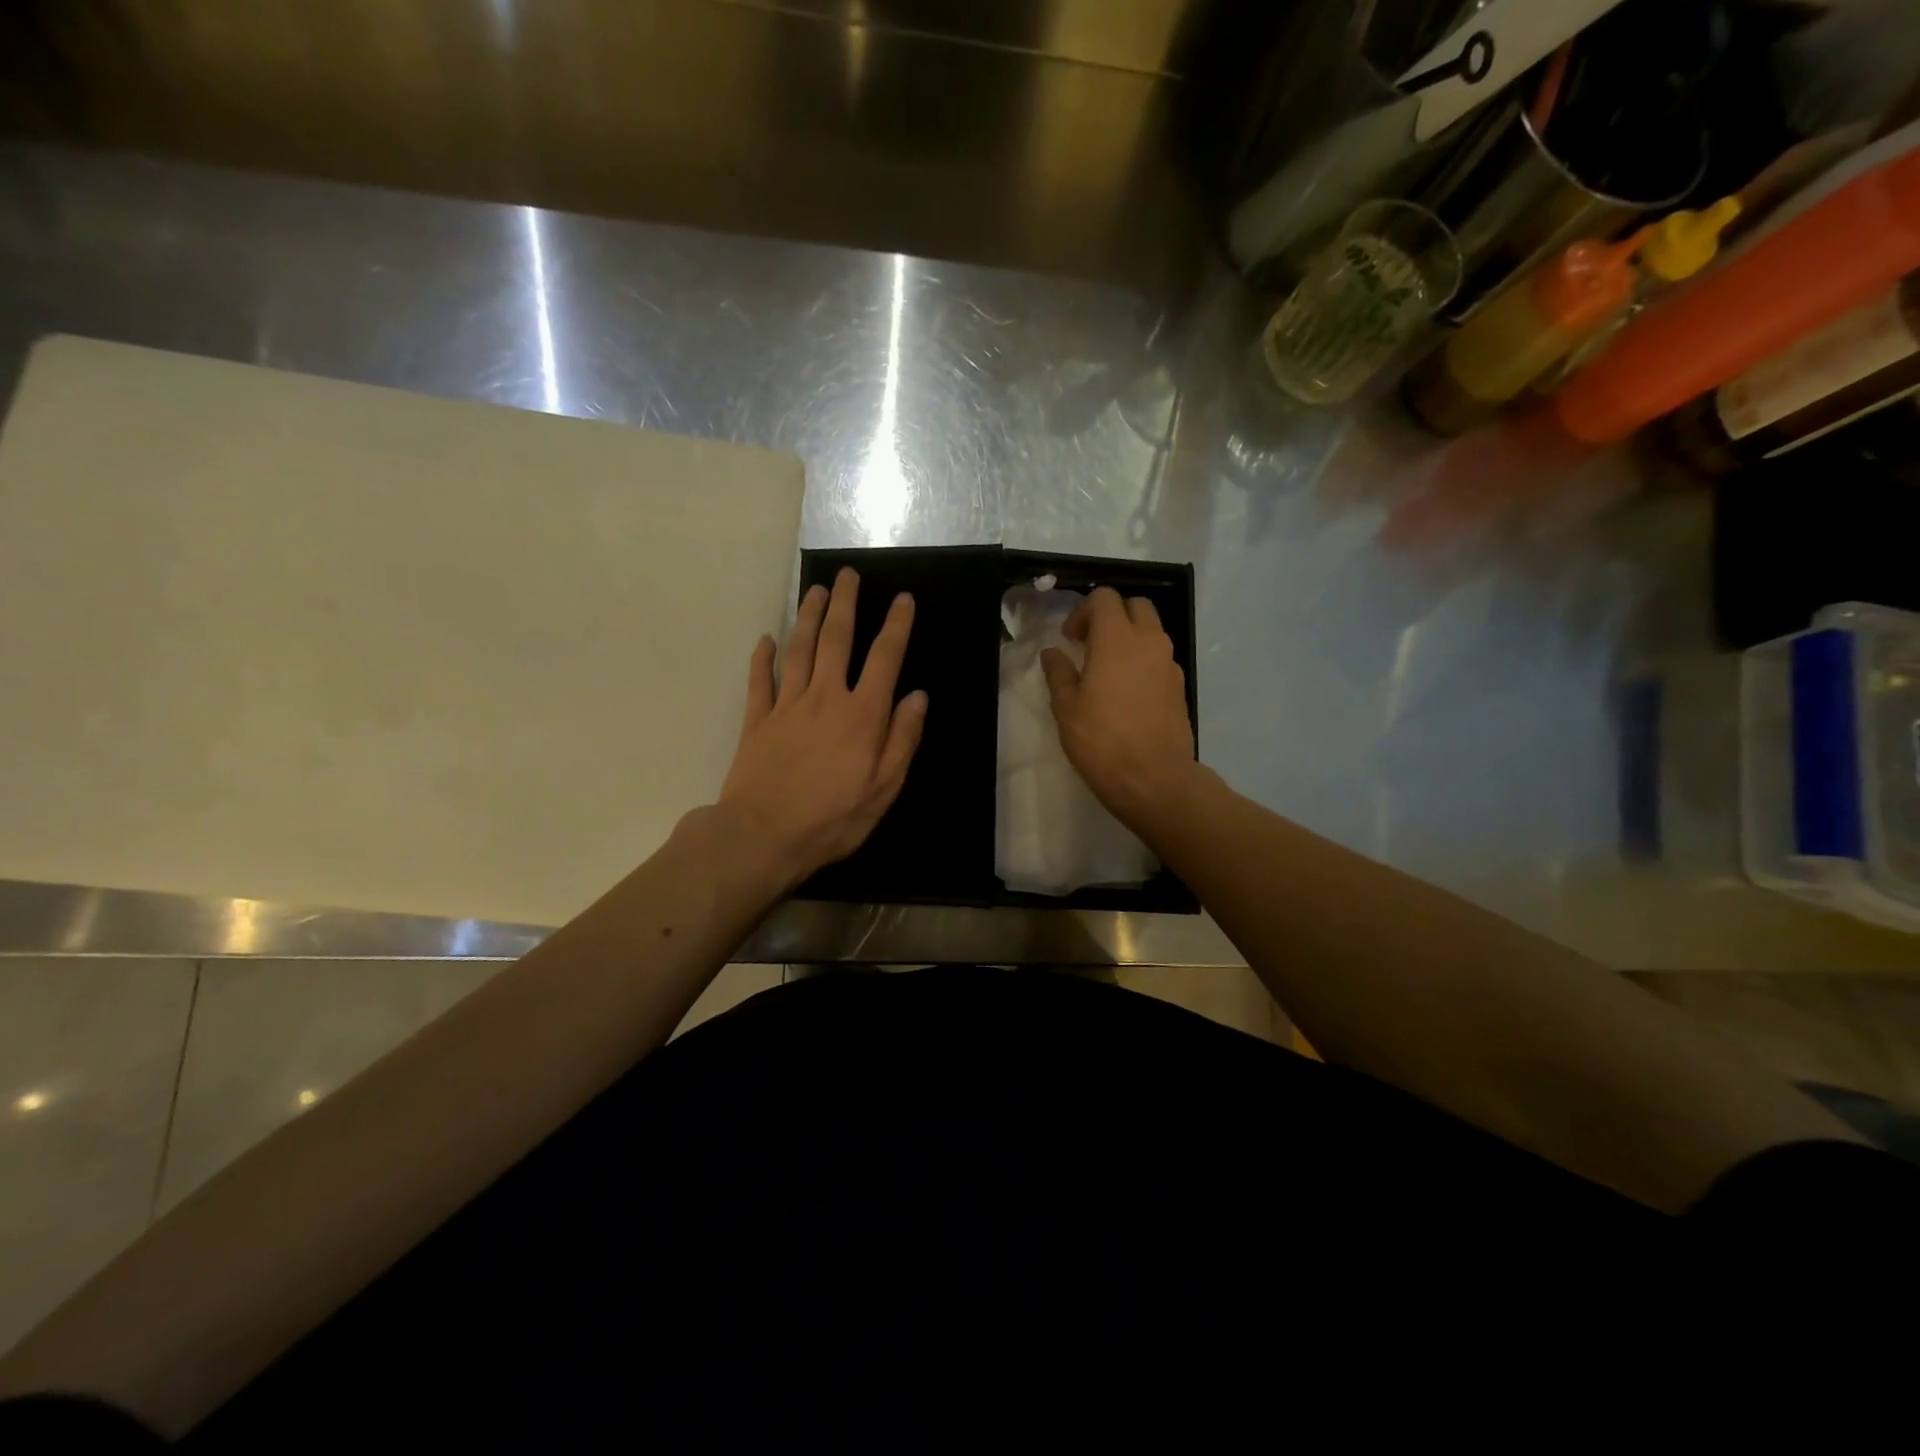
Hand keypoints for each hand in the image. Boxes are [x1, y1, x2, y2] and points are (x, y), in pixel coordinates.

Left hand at [720, 567, 926, 886]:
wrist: (762, 836)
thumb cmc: (832, 818)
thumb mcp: (883, 788)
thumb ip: (902, 739)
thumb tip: (917, 697)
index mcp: (862, 715)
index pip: (884, 658)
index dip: (895, 626)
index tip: (902, 599)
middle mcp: (825, 698)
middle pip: (835, 639)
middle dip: (843, 604)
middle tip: (846, 574)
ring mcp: (786, 705)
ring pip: (798, 649)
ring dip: (807, 616)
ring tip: (814, 590)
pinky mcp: (757, 720)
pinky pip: (760, 680)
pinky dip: (763, 657)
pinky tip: (766, 640)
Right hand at [1041, 587, 1194, 827]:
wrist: (1154, 778)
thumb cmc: (1102, 741)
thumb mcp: (1067, 708)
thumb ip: (1059, 673)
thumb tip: (1053, 654)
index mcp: (1117, 639)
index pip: (1105, 598)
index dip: (1084, 611)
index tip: (1070, 639)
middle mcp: (1149, 642)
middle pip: (1135, 606)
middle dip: (1112, 616)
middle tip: (1090, 644)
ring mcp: (1169, 663)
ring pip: (1152, 630)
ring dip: (1130, 638)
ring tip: (1107, 669)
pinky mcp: (1180, 686)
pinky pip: (1160, 658)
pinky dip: (1143, 661)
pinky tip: (1127, 692)